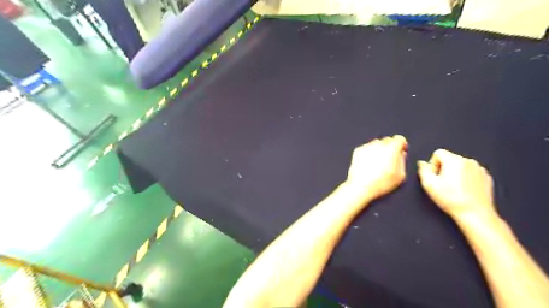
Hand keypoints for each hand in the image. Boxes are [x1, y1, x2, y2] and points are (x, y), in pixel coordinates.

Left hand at [346, 135, 405, 202]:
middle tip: (389, 158)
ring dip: (379, 148)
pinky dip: (369, 152)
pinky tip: (368, 163)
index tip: (401, 151)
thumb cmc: (382, 183)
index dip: (402, 144)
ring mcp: (366, 146)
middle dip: (390, 146)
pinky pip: (367, 147)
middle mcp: (378, 144)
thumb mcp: (400, 175)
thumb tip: (401, 153)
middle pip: (387, 140)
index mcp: (391, 148)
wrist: (360, 186)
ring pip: (376, 143)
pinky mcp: (357, 150)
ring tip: (377, 161)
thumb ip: (402, 160)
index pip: (399, 138)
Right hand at [419, 148, 495, 217]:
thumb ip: (423, 170)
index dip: (433, 164)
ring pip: (460, 166)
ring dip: (455, 174)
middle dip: (444, 169)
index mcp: (454, 160)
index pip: (438, 153)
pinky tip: (463, 191)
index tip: (435, 176)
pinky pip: (471, 172)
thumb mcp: (429, 184)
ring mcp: (480, 169)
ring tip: (453, 189)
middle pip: (449, 159)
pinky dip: (466, 179)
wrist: (475, 214)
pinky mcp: (486, 178)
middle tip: (442, 184)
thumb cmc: (451, 199)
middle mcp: (468, 161)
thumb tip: (422, 163)